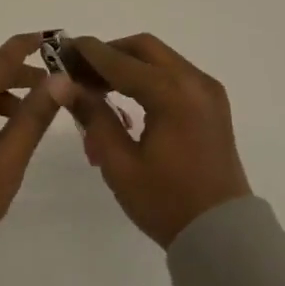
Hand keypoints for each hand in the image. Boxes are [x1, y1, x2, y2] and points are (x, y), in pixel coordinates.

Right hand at [69, 34, 251, 247]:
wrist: (224, 237)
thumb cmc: (167, 203)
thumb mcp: (119, 164)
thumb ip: (93, 116)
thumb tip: (62, 83)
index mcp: (171, 93)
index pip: (119, 60)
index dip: (87, 53)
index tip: (60, 50)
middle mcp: (193, 81)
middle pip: (143, 48)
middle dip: (109, 54)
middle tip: (80, 71)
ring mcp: (208, 91)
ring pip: (160, 58)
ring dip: (128, 64)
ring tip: (98, 88)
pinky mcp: (213, 104)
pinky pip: (175, 75)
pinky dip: (148, 77)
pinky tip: (129, 100)